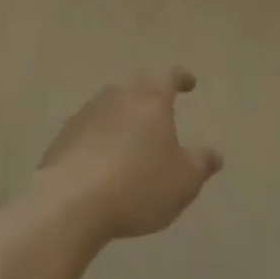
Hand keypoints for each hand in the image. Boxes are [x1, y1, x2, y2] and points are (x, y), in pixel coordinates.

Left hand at [36, 69, 222, 241]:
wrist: (71, 200)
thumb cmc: (137, 186)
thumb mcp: (183, 181)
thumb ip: (201, 164)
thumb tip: (214, 154)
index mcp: (150, 100)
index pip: (169, 77)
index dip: (181, 78)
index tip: (189, 82)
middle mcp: (118, 96)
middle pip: (137, 87)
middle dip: (150, 96)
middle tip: (160, 109)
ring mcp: (87, 113)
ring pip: (111, 105)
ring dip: (123, 116)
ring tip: (132, 136)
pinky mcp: (65, 134)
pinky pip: (90, 128)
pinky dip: (100, 136)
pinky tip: (102, 159)